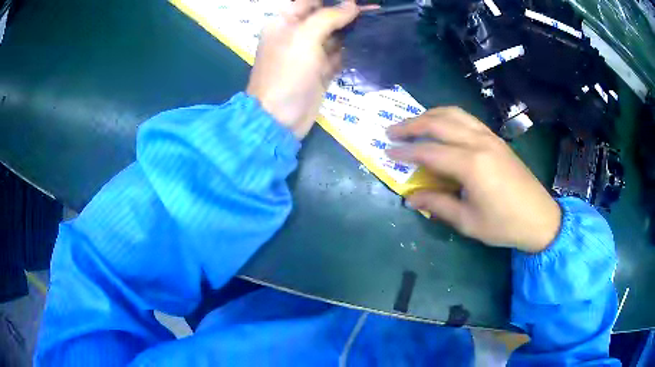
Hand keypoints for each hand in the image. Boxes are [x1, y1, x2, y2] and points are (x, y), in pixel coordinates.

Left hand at [247, 0, 368, 138]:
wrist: (280, 118)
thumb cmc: (286, 73)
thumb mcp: (304, 37)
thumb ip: (328, 17)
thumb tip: (351, 5)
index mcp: (285, 22)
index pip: (310, 2)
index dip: (334, 0)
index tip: (358, 1)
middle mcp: (297, 35)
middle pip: (325, 17)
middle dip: (348, 12)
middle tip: (375, 9)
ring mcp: (310, 53)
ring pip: (335, 35)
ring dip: (354, 30)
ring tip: (378, 22)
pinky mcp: (321, 70)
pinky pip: (339, 54)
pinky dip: (353, 49)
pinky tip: (370, 42)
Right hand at [386, 107, 560, 252]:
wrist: (540, 217)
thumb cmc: (504, 224)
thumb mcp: (468, 221)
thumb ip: (437, 205)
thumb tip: (410, 198)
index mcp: (471, 165)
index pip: (430, 152)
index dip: (406, 152)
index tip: (387, 152)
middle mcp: (479, 143)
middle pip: (439, 123)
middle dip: (412, 125)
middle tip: (392, 131)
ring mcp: (489, 137)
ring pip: (454, 114)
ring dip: (430, 115)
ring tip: (414, 123)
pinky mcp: (496, 139)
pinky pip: (467, 118)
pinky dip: (448, 117)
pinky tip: (442, 126)